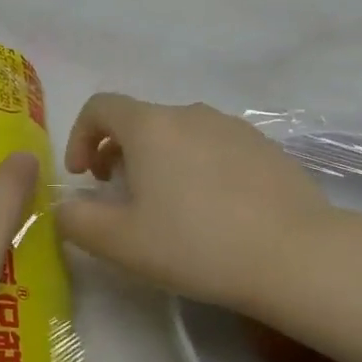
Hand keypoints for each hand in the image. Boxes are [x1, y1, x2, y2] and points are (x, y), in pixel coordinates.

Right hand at [58, 95, 361, 330]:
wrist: (296, 255)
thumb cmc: (196, 244)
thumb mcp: (121, 243)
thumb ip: (77, 221)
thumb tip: (65, 208)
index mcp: (150, 126)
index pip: (100, 107)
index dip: (81, 135)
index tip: (84, 176)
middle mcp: (190, 113)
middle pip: (140, 120)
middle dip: (119, 152)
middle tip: (120, 196)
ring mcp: (233, 127)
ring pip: (180, 133)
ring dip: (160, 160)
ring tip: (168, 206)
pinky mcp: (266, 147)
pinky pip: (216, 147)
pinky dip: (199, 167)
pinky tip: (214, 210)